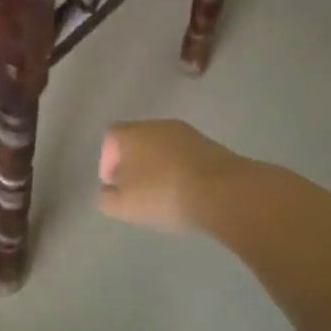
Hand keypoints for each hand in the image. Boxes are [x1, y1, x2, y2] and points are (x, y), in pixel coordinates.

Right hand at [97, 120, 250, 234]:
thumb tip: (107, 192)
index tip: (113, 185)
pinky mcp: (212, 146)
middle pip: (138, 140)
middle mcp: (158, 125)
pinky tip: (186, 192)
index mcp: (132, 132)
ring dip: (159, 167)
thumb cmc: (163, 193)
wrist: (223, 190)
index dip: (107, 161)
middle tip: (136, 190)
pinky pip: (187, 156)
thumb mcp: (125, 205)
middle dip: (134, 163)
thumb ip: (107, 198)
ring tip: (163, 194)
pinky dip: (182, 171)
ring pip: (164, 147)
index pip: (110, 137)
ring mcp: (188, 133)